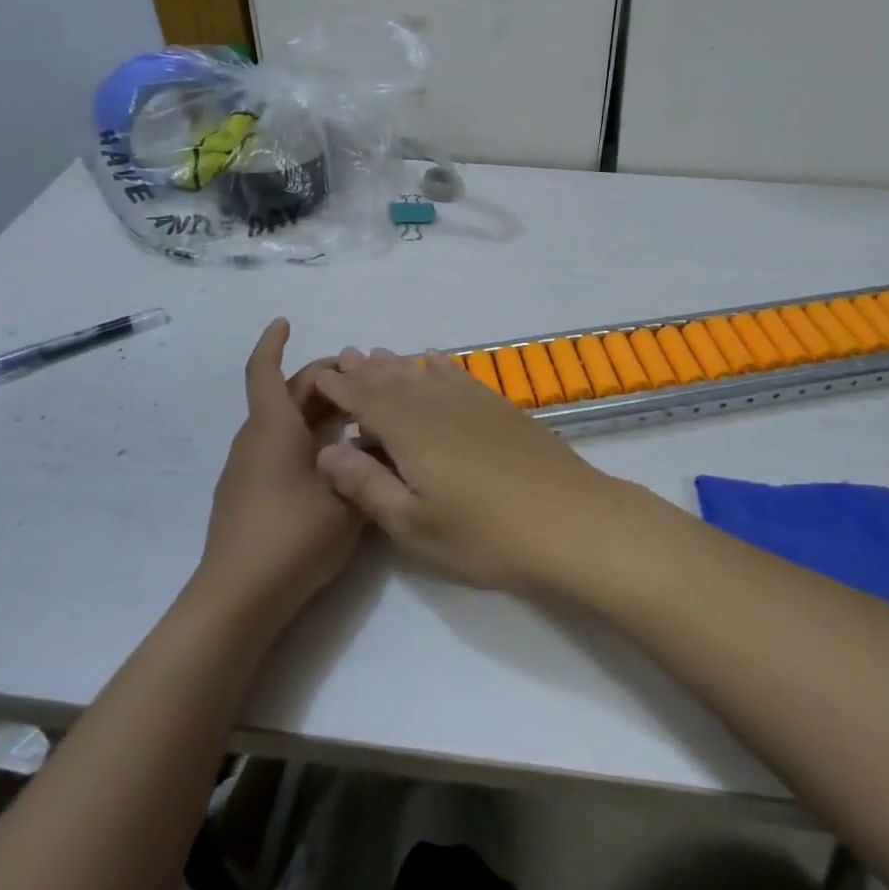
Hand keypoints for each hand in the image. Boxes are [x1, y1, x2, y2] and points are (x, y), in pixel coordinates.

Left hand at [196, 320, 362, 628]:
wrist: (237, 599)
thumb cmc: (292, 538)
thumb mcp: (347, 500)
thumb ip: (367, 465)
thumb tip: (378, 438)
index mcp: (274, 429)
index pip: (265, 372)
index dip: (272, 343)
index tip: (284, 321)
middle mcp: (255, 440)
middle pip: (285, 395)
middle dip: (321, 381)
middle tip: (361, 380)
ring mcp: (246, 468)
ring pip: (282, 422)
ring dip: (316, 410)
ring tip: (357, 415)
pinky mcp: (246, 493)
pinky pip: (277, 447)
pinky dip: (305, 437)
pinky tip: (334, 458)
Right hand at [311, 348, 639, 589]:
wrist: (569, 520)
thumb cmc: (485, 534)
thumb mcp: (414, 524)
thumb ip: (367, 485)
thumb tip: (326, 450)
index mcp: (411, 432)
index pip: (365, 400)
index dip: (340, 388)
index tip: (319, 376)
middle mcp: (438, 405)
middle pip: (394, 380)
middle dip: (366, 370)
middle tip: (344, 356)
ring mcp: (474, 403)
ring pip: (426, 374)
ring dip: (399, 364)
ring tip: (379, 355)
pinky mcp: (501, 408)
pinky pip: (461, 375)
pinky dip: (442, 365)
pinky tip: (435, 359)